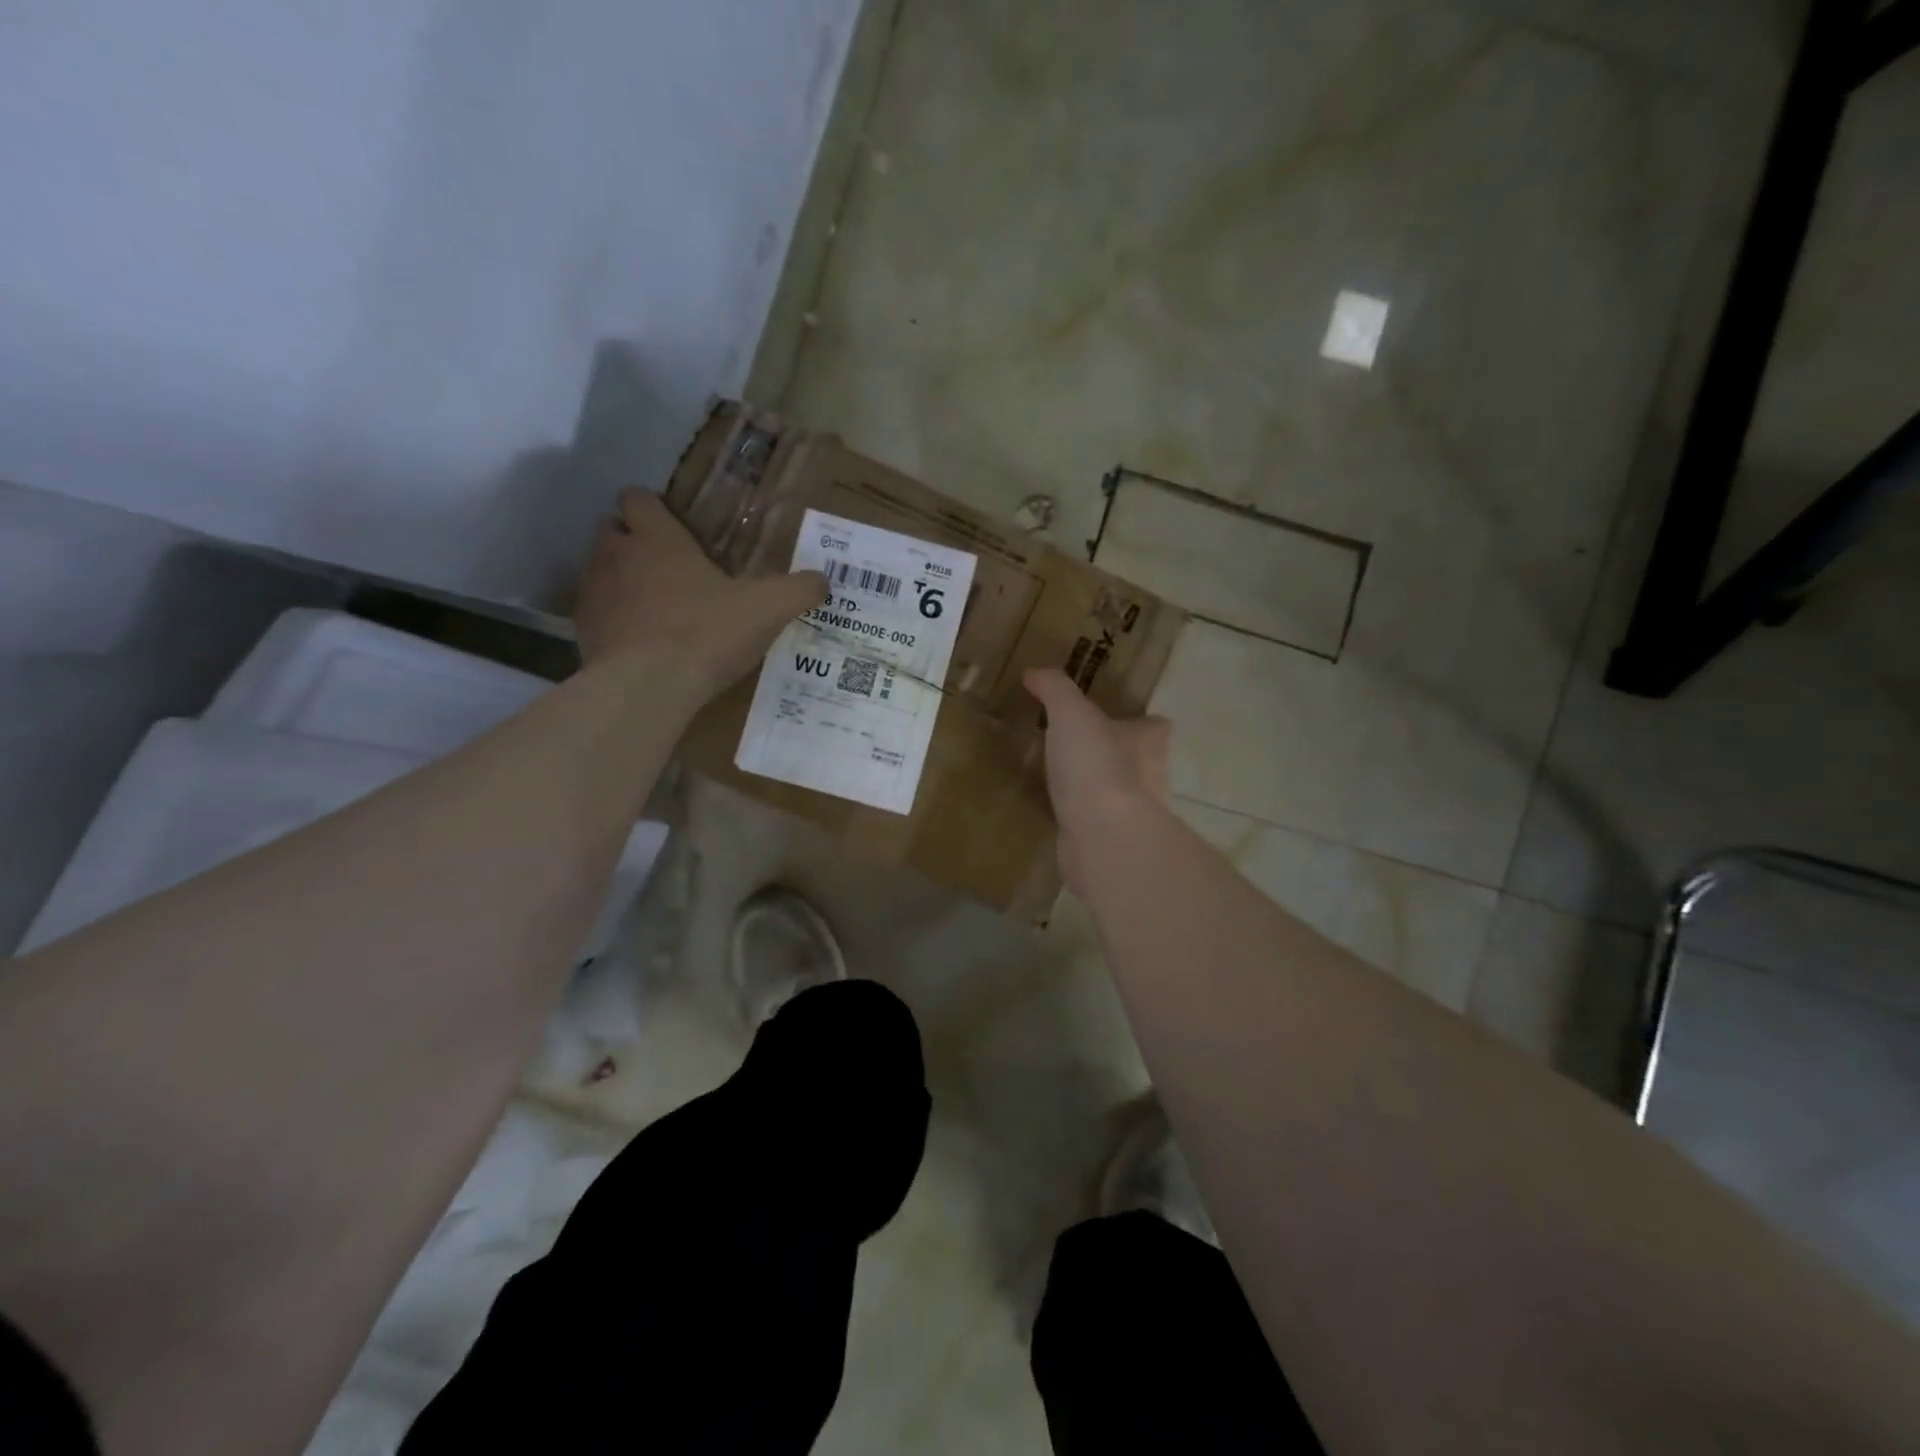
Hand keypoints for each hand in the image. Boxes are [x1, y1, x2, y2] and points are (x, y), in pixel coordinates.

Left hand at [575, 489, 826, 697]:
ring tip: (654, 607)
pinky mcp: (583, 631)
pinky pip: (595, 614)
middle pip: (611, 530)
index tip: (674, 527)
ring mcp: (594, 593)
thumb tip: (823, 580)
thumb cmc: (707, 633)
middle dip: (633, 541)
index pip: (638, 498)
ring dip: (621, 580)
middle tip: (668, 567)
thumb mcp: (768, 609)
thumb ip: (798, 590)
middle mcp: (617, 555)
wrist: (648, 687)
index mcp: (658, 539)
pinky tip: (639, 643)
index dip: (653, 507)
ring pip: (600, 571)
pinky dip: (613, 620)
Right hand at [1023, 668, 1171, 890]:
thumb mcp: (1071, 714)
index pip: (1155, 725)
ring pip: (1121, 793)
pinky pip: (1099, 822)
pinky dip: (1085, 817)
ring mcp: (1136, 813)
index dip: (1139, 721)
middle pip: (1141, 759)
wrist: (1103, 836)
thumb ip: (1055, 689)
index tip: (1113, 718)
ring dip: (1100, 787)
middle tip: (1081, 747)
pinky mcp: (1115, 841)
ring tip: (1065, 779)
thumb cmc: (1096, 766)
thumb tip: (1035, 671)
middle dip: (1117, 754)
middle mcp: (1152, 776)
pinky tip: (1060, 812)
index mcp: (1149, 740)